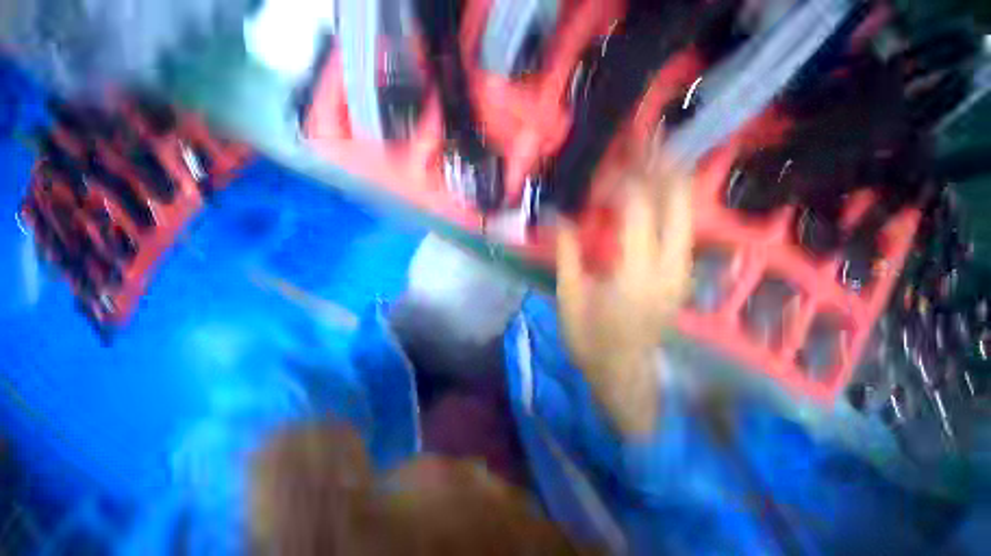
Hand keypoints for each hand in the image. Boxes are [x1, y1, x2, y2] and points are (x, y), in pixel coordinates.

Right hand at [556, 154, 692, 435]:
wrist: (623, 372)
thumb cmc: (590, 341)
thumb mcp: (570, 298)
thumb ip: (568, 253)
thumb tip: (560, 215)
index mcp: (636, 275)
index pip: (637, 208)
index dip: (619, 182)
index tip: (599, 174)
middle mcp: (670, 267)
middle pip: (677, 199)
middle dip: (660, 164)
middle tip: (640, 139)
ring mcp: (683, 270)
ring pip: (687, 209)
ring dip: (668, 178)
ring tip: (649, 154)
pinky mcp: (682, 274)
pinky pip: (681, 226)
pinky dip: (669, 201)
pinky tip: (653, 189)